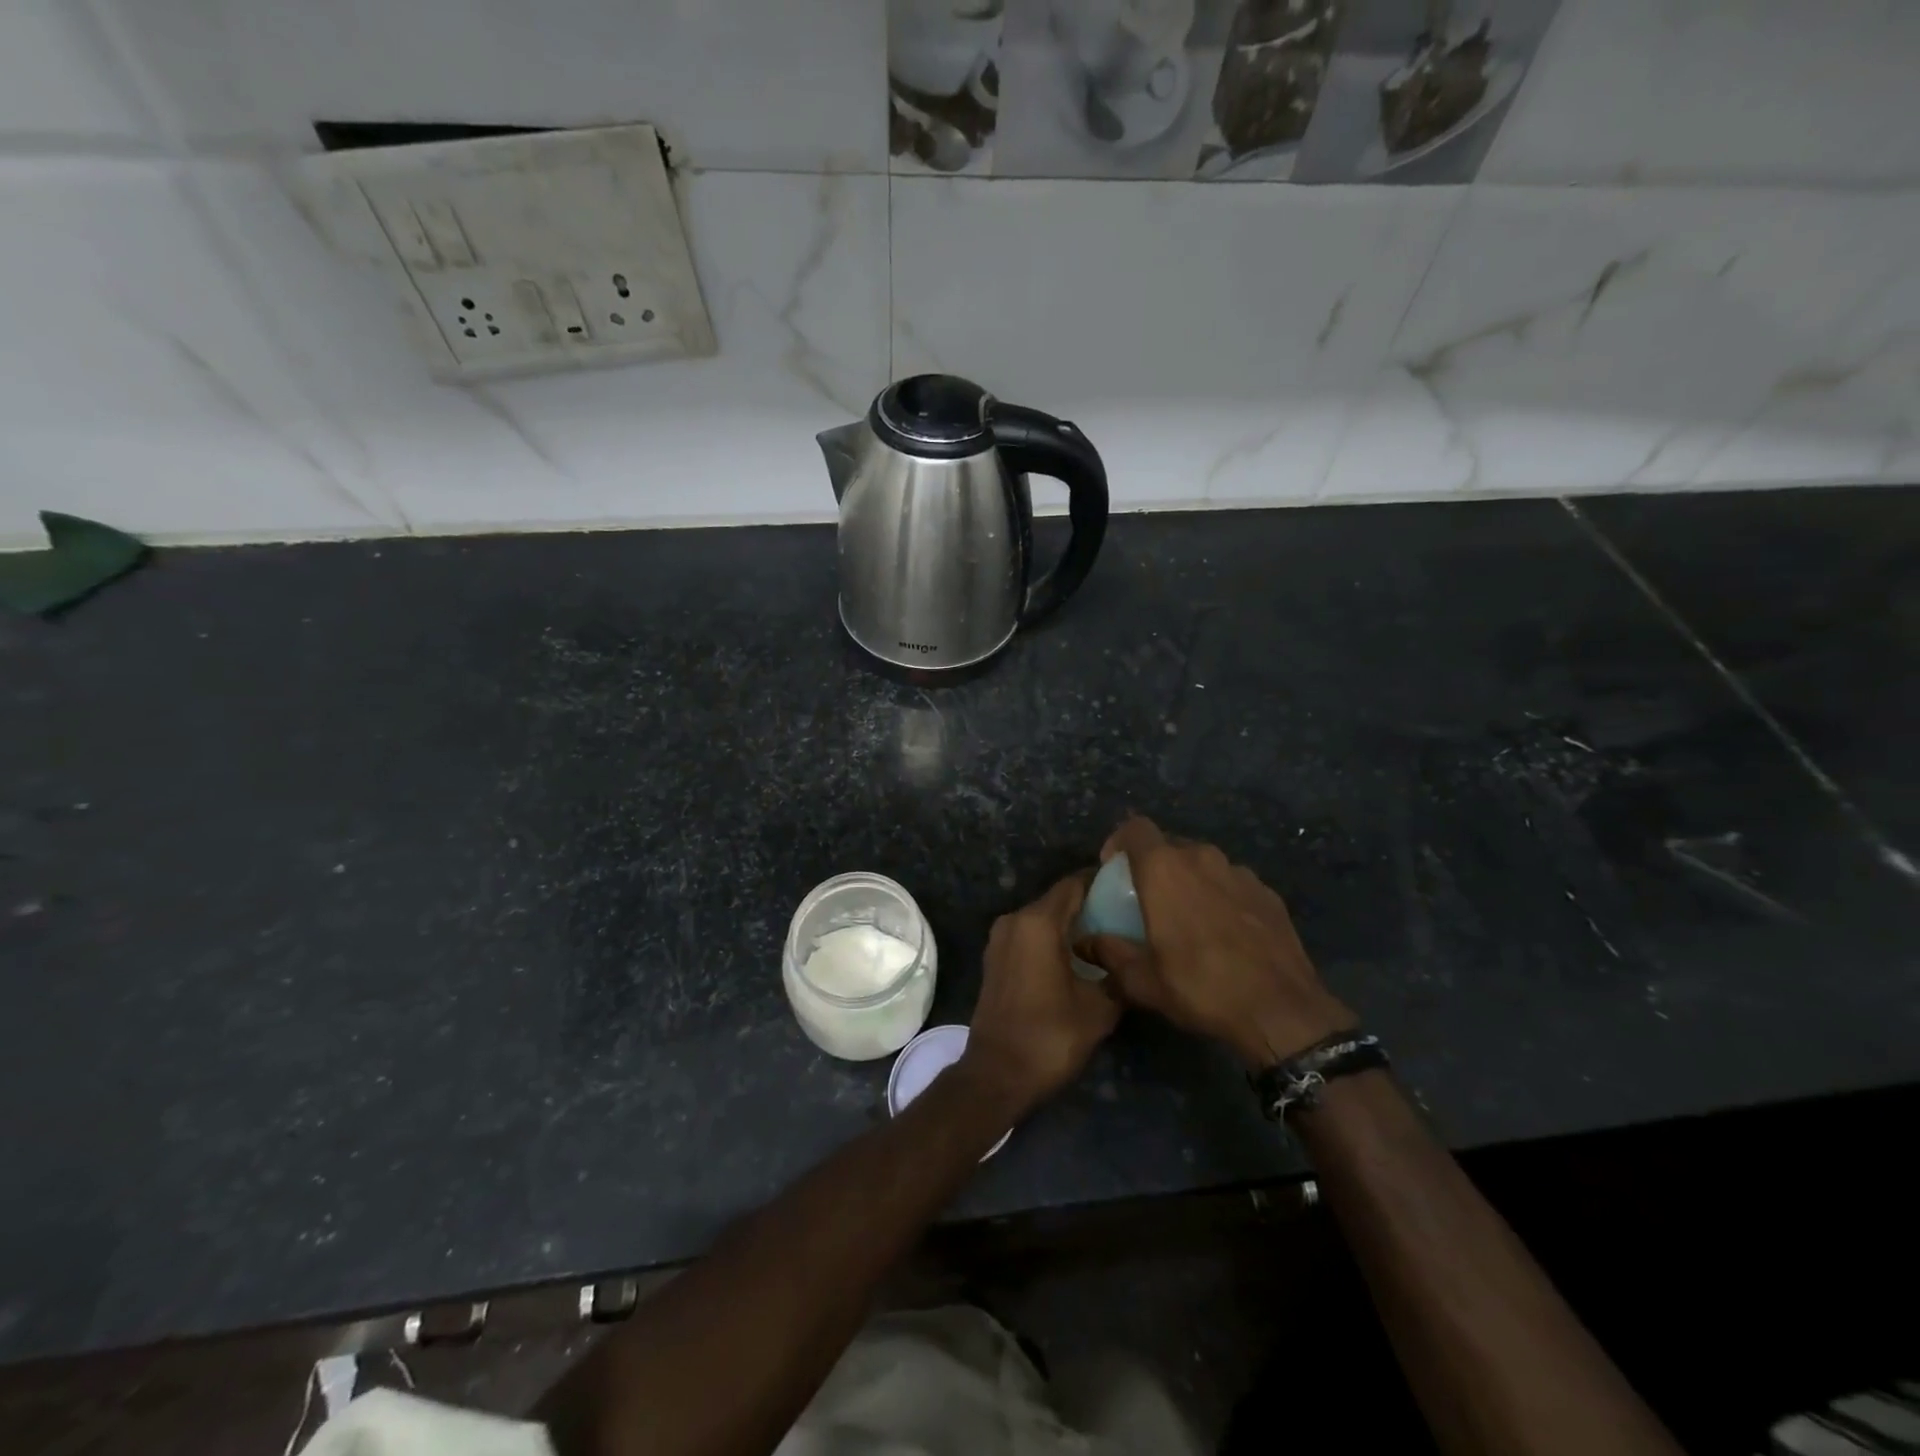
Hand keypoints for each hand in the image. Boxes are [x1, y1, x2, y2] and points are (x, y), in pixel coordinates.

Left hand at [961, 872, 1120, 1119]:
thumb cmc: (1050, 1036)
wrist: (997, 1074)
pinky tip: (1078, 956)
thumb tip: (1130, 960)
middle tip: (1125, 915)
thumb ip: (1118, 974)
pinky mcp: (995, 957)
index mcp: (1038, 922)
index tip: (1129, 889)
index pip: (1075, 884)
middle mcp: (1014, 920)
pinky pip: (1029, 935)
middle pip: (1058, 899)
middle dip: (1089, 904)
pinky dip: (1052, 938)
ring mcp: (1000, 938)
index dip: (1102, 882)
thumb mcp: (1099, 1008)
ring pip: (1043, 917)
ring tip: (1107, 936)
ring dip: (1070, 923)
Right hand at [1077, 816, 1354, 1067]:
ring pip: (1203, 863)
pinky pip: (1232, 883)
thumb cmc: (1200, 987)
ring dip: (1189, 880)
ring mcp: (1240, 873)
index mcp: (1164, 869)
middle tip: (1147, 899)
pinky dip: (1220, 896)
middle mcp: (1202, 858)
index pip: (1135, 828)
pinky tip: (1224, 932)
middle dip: (1154, 865)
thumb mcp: (1142, 980)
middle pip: (1169, 845)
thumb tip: (1083, 943)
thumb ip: (1108, 954)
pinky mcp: (1268, 892)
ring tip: (1187, 917)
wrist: (1282, 1010)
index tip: (1113, 869)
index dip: (1119, 841)